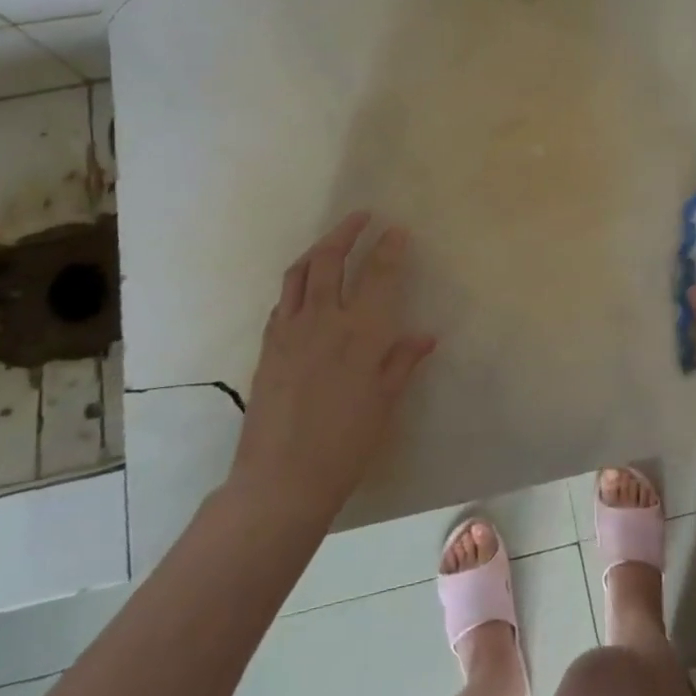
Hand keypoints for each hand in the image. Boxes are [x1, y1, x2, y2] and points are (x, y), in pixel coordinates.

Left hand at [231, 213, 435, 519]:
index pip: (378, 275)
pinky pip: (283, 299)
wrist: (281, 478)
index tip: (396, 229)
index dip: (389, 248)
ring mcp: (291, 330)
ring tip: (332, 239)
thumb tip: (426, 335)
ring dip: (318, 247)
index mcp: (361, 333)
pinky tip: (305, 285)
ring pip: (300, 271)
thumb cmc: (345, 444)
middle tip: (361, 217)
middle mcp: (324, 320)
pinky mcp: (269, 345)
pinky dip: (298, 280)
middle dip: (347, 231)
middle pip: (331, 259)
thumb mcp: (385, 403)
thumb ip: (402, 362)